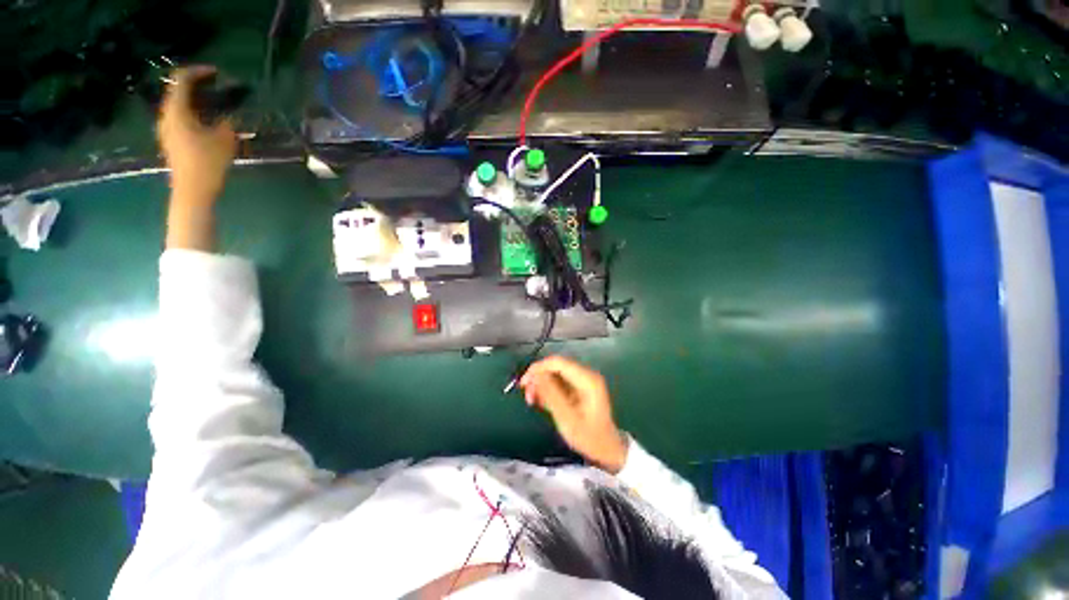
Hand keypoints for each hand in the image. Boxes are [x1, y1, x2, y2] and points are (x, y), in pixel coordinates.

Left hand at [158, 66, 236, 204]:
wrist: (192, 191)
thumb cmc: (207, 163)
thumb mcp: (225, 139)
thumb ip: (226, 121)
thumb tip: (227, 114)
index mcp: (176, 110)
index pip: (182, 79)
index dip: (199, 71)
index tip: (217, 73)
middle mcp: (166, 115)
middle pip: (178, 91)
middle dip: (198, 86)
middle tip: (218, 88)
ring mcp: (166, 129)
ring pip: (179, 106)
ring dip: (196, 101)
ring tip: (216, 105)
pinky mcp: (171, 141)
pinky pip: (180, 119)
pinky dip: (194, 113)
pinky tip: (208, 122)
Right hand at [520, 356, 628, 473]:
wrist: (607, 450)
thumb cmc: (589, 437)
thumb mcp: (567, 419)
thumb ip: (551, 394)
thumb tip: (535, 375)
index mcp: (587, 380)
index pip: (558, 362)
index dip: (538, 368)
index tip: (524, 383)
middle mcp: (586, 375)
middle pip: (556, 366)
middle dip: (539, 377)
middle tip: (527, 395)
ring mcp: (584, 380)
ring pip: (556, 373)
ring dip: (542, 384)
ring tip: (533, 401)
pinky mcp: (580, 387)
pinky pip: (560, 381)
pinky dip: (549, 389)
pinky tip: (542, 402)